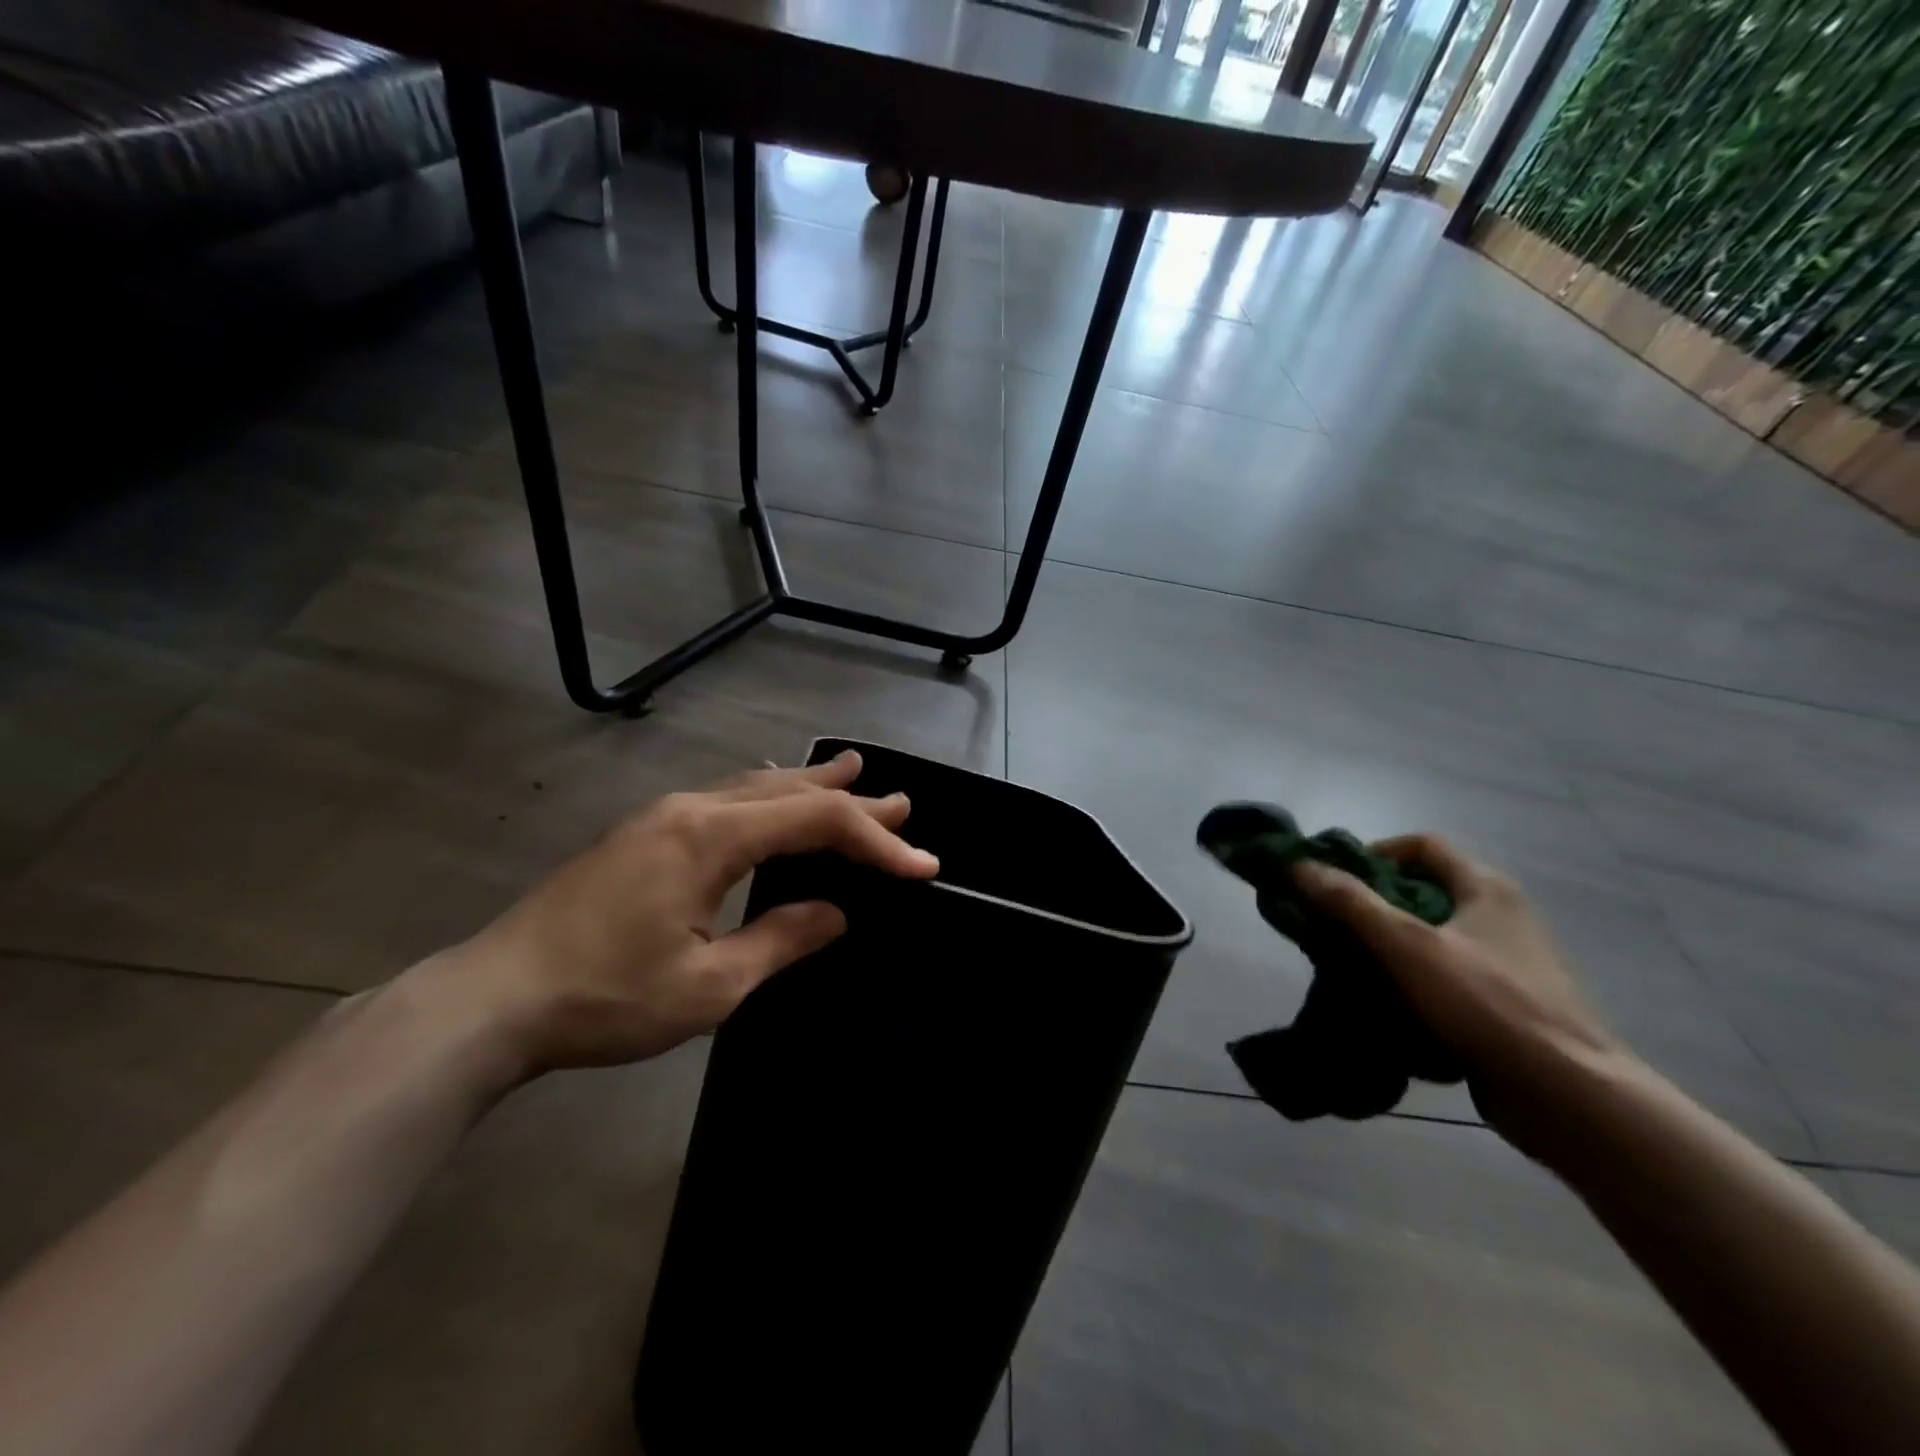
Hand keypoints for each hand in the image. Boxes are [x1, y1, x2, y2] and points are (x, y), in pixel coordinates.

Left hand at [436, 751, 937, 1079]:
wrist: (495, 998)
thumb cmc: (606, 997)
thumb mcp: (709, 985)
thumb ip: (781, 939)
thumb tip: (835, 913)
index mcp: (712, 837)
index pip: (816, 823)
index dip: (876, 841)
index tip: (921, 864)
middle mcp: (691, 809)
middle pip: (788, 793)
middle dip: (850, 800)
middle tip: (901, 802)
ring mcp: (662, 816)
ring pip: (754, 788)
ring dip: (808, 787)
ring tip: (850, 775)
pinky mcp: (644, 834)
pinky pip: (726, 798)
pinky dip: (768, 796)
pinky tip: (771, 794)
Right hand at [1291, 835, 1625, 1162]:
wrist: (1568, 1095)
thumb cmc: (1486, 1003)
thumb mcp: (1406, 945)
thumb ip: (1349, 902)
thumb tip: (1297, 865)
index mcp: (1485, 889)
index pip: (1422, 845)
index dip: (1374, 852)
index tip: (1336, 879)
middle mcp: (1501, 916)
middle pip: (1423, 891)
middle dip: (1373, 904)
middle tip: (1332, 924)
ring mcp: (1508, 963)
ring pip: (1432, 937)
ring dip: (1388, 946)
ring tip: (1348, 965)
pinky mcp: (1507, 1004)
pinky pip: (1446, 977)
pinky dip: (1412, 982)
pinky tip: (1385, 1004)